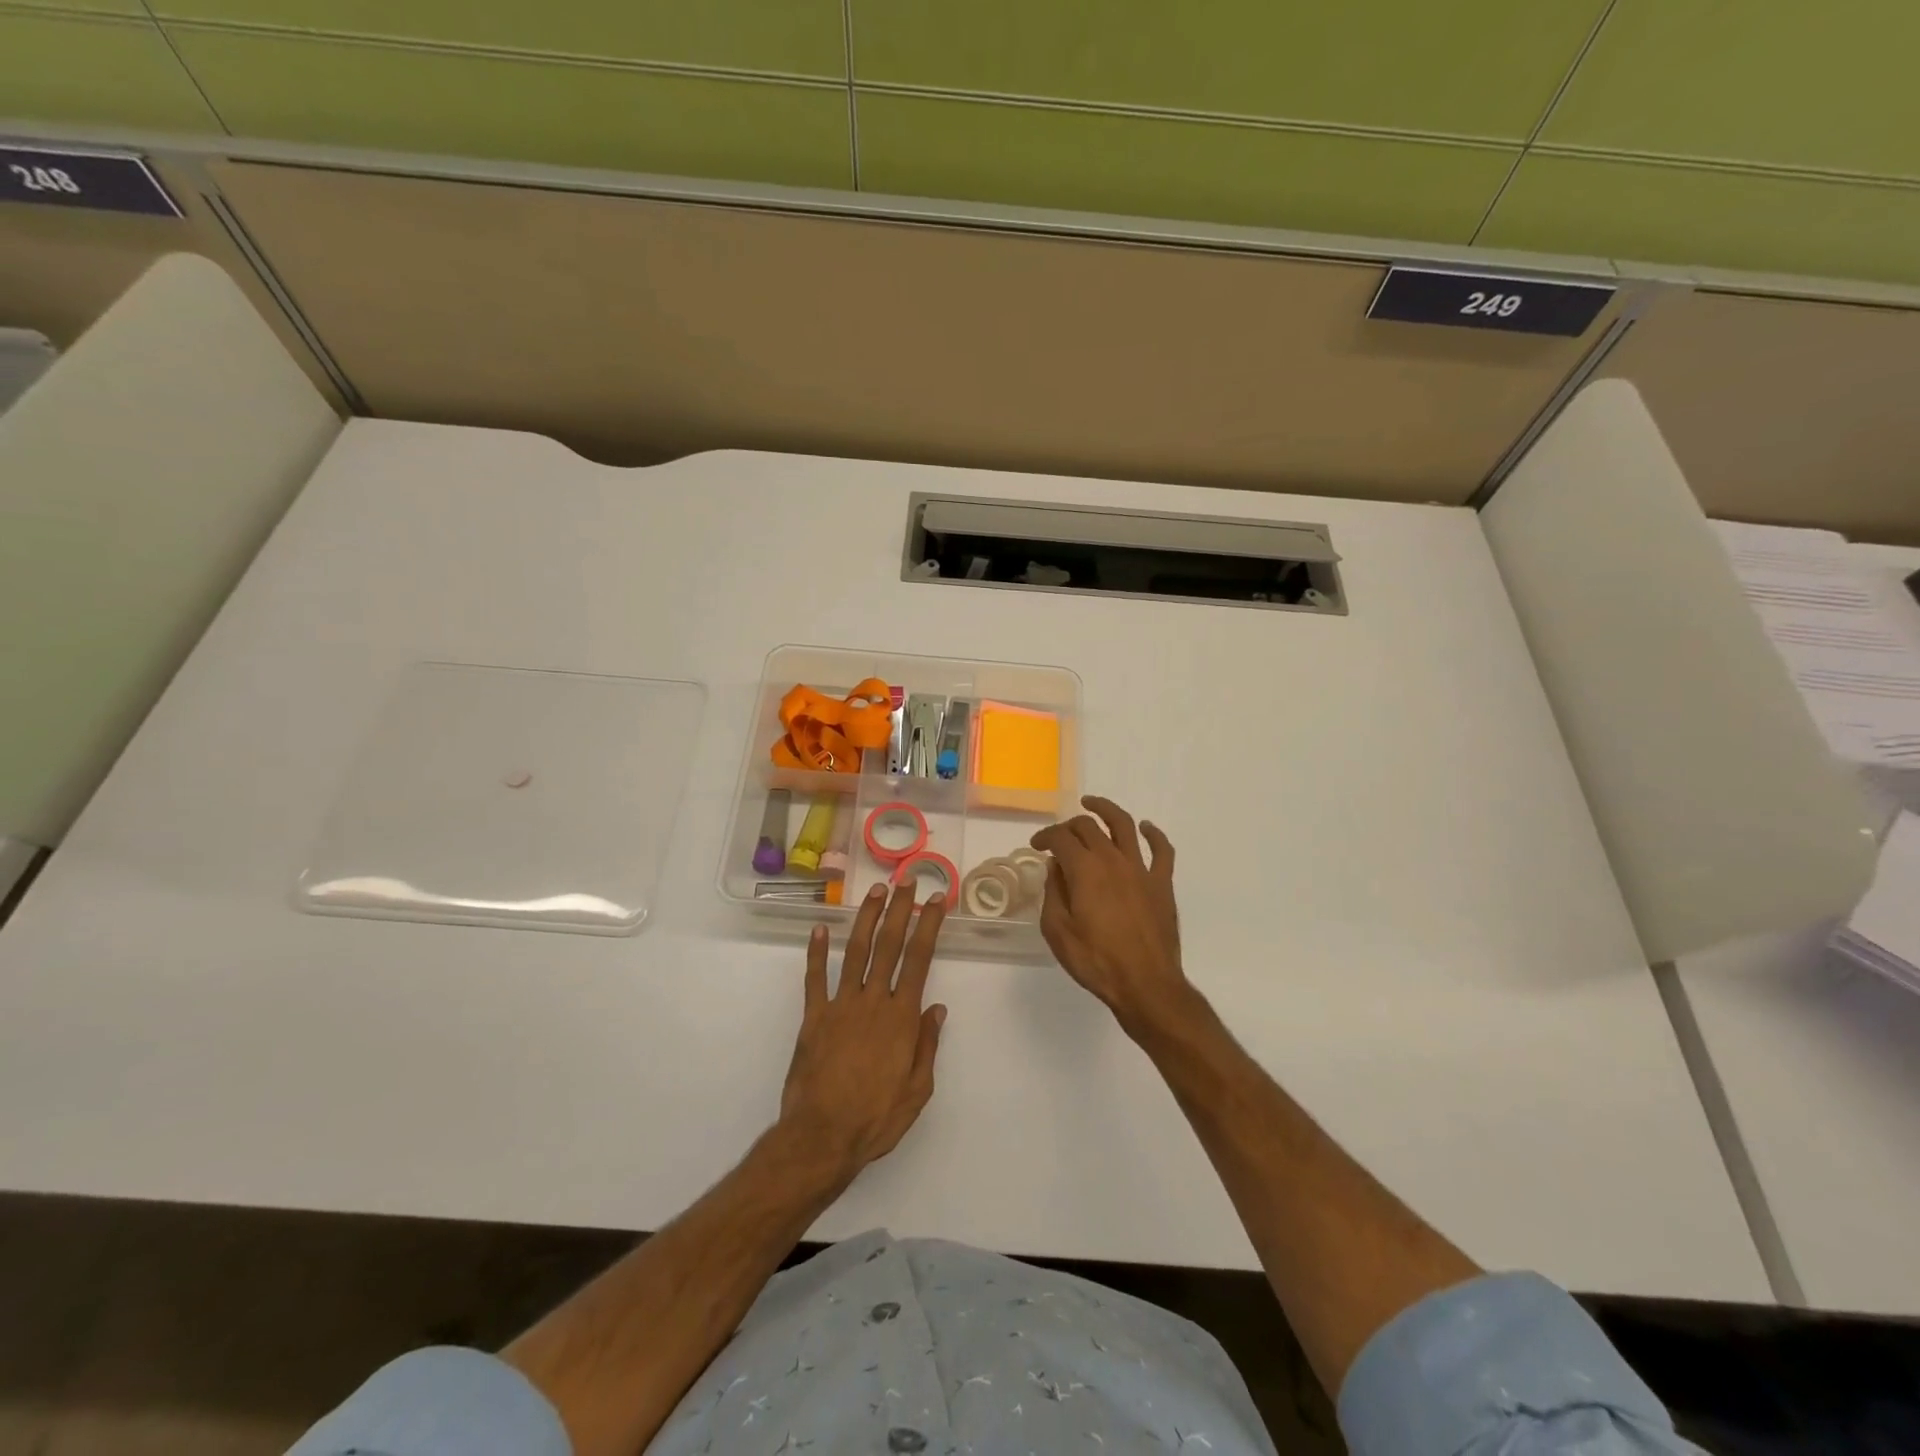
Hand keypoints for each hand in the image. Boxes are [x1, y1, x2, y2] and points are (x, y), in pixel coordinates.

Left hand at [778, 883, 947, 1181]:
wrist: (822, 1137)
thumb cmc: (876, 1118)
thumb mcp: (918, 1090)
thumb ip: (927, 1045)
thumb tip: (937, 1008)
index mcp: (901, 1018)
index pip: (919, 960)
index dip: (928, 926)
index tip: (935, 900)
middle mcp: (873, 1001)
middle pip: (889, 945)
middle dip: (900, 910)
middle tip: (906, 881)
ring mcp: (840, 1006)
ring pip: (856, 952)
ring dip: (867, 919)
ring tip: (876, 892)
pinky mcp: (813, 1017)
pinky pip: (815, 978)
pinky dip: (817, 952)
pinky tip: (819, 928)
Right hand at [1031, 796, 1188, 1035]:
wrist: (1145, 984)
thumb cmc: (1096, 961)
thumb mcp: (1057, 931)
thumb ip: (1053, 893)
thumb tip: (1056, 868)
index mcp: (1085, 869)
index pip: (1060, 838)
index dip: (1045, 836)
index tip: (1036, 846)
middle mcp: (1112, 859)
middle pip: (1089, 827)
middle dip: (1069, 825)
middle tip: (1059, 836)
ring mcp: (1141, 869)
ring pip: (1124, 825)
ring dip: (1106, 810)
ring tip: (1092, 804)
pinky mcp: (1162, 883)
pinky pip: (1162, 850)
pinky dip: (1153, 834)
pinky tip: (1145, 829)